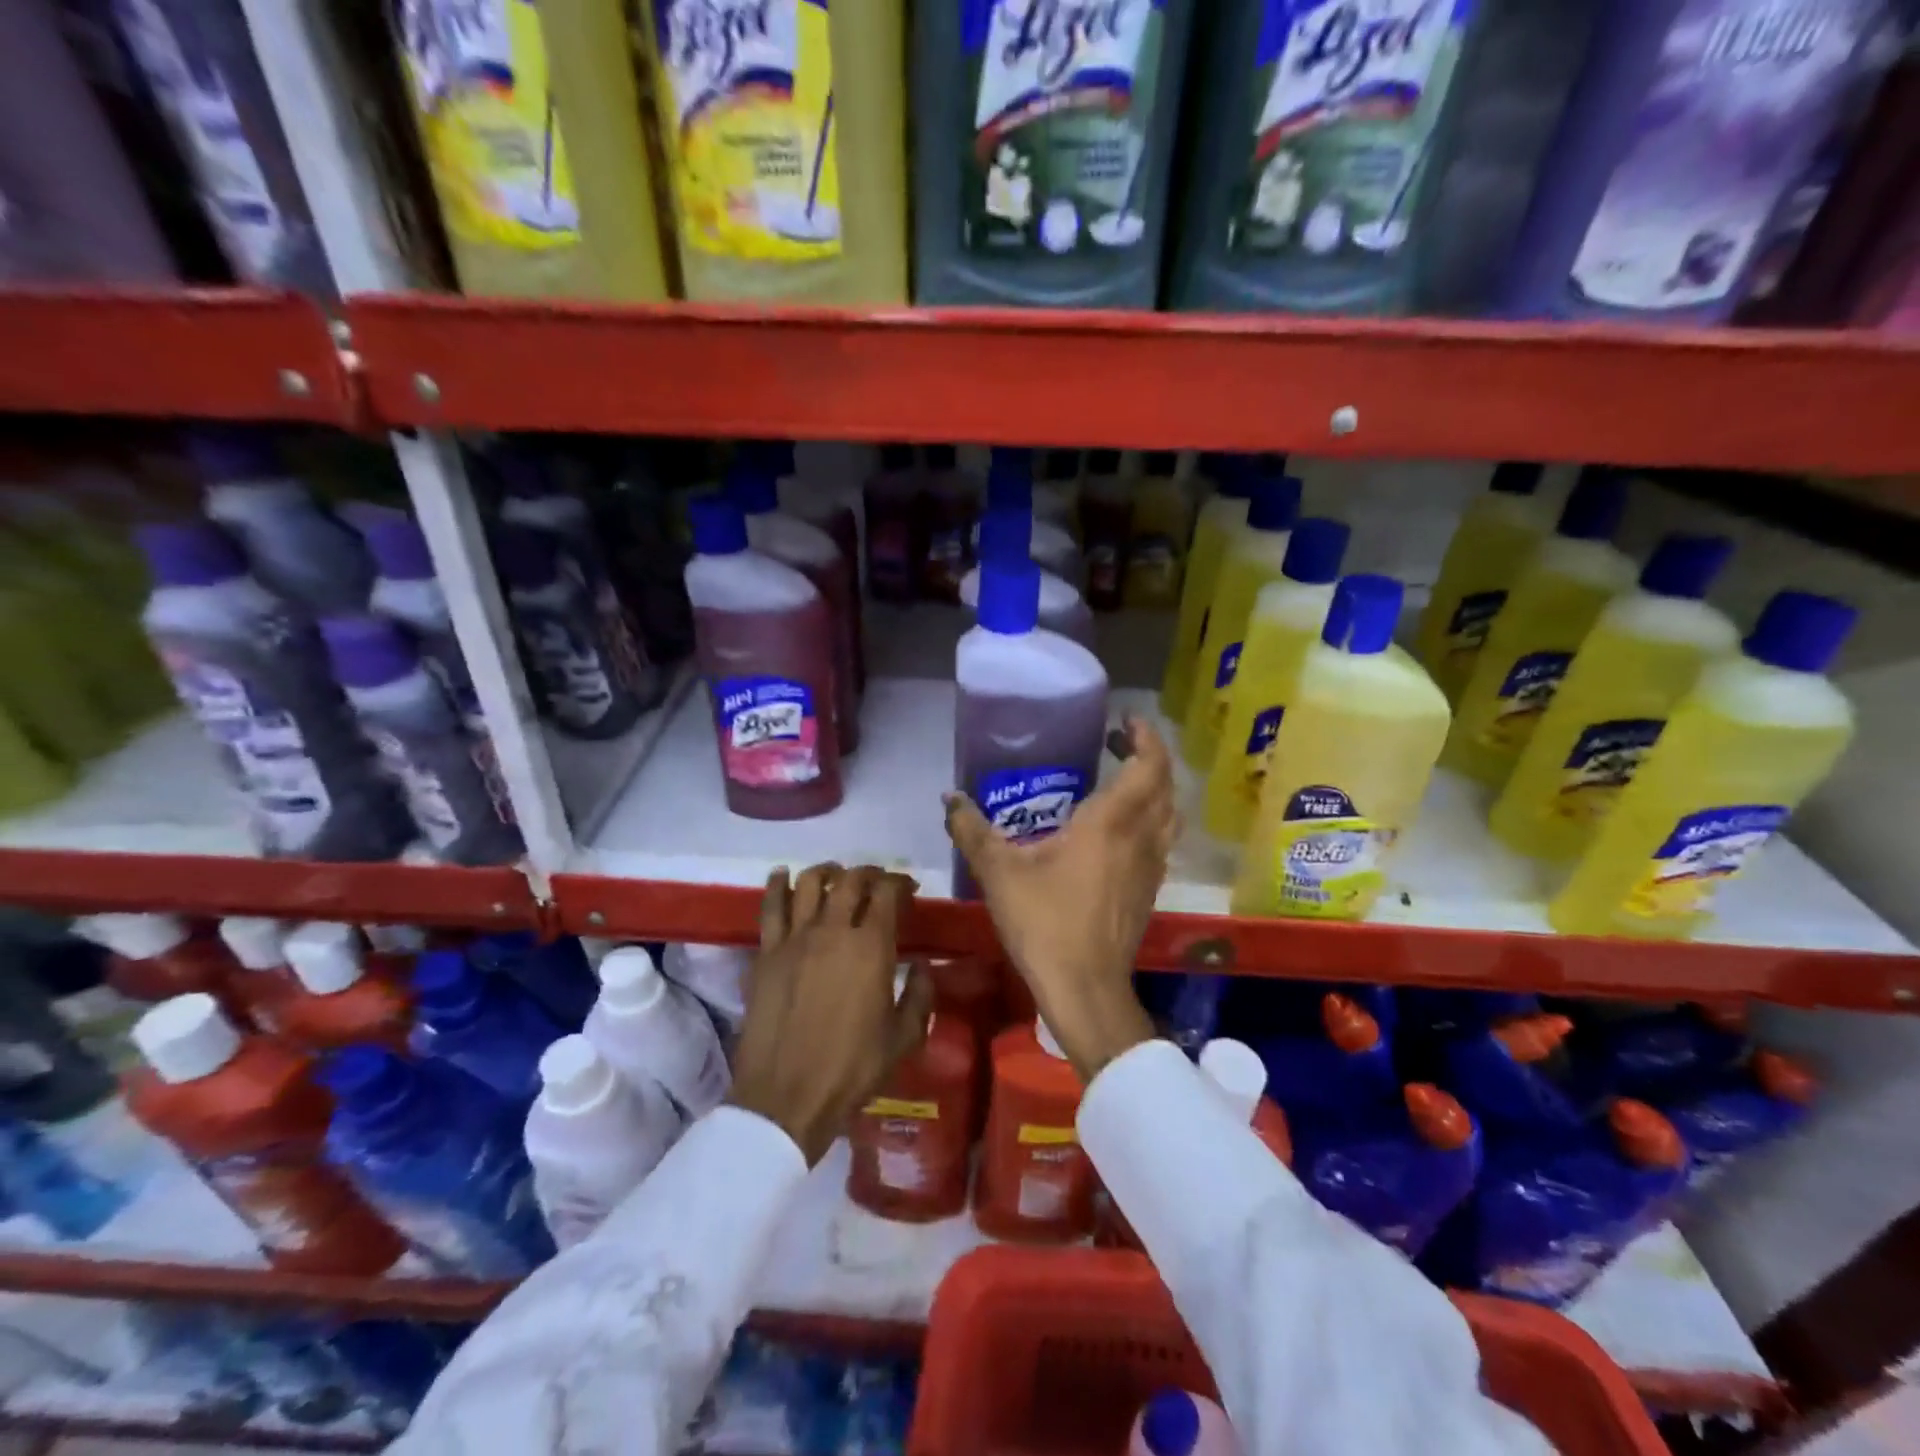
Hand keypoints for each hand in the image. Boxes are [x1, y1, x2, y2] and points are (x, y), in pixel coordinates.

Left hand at [727, 864, 934, 1165]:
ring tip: (836, 875)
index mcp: (872, 947)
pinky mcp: (766, 952)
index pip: (887, 893)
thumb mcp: (904, 1038)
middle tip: (876, 881)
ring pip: (810, 883)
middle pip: (850, 880)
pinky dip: (778, 884)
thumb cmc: (852, 1069)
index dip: (900, 883)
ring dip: (827, 871)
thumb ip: (920, 995)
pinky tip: (783, 875)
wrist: (786, 1097)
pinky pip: (770, 906)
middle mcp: (833, 930)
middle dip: (869, 873)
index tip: (907, 889)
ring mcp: (795, 938)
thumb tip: (921, 965)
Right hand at [945, 716, 1172, 1081]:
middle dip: (1148, 757)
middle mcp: (1141, 837)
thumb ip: (972, 830)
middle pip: (1165, 784)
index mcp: (1111, 823)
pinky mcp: (1150, 889)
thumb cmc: (1045, 922)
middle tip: (1118, 744)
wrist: (1085, 987)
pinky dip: (1151, 819)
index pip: (1148, 765)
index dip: (1145, 737)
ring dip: (1155, 788)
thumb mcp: (998, 872)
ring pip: (1169, 813)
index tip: (1127, 720)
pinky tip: (1121, 830)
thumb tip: (949, 798)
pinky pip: (1161, 839)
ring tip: (1124, 779)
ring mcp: (1151, 865)